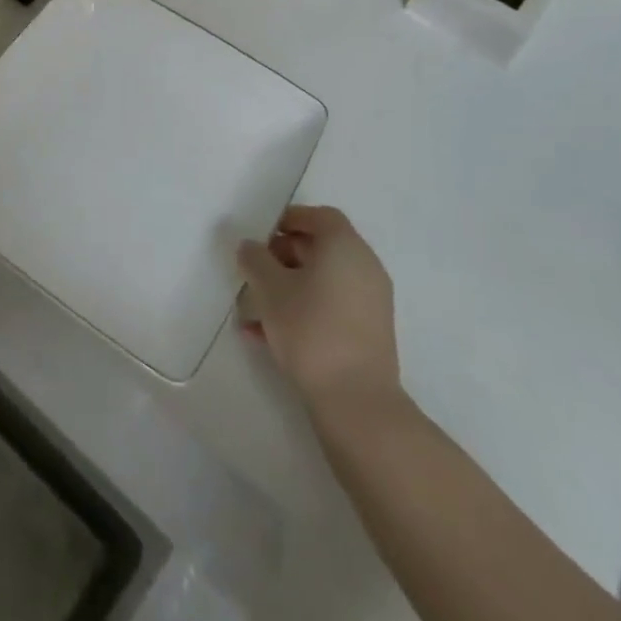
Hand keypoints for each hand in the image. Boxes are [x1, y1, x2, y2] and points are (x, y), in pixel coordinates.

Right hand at [237, 205, 405, 415]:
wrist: (356, 403)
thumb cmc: (311, 329)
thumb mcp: (270, 289)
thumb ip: (255, 260)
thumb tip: (250, 247)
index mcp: (345, 247)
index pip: (320, 217)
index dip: (290, 219)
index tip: (262, 234)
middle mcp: (364, 268)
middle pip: (321, 248)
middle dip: (283, 254)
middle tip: (253, 269)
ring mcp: (369, 304)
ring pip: (322, 282)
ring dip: (287, 286)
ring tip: (252, 306)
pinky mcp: (367, 335)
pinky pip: (329, 308)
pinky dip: (301, 311)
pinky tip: (264, 335)